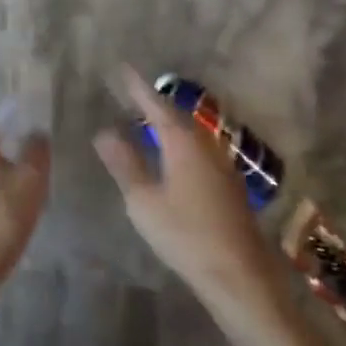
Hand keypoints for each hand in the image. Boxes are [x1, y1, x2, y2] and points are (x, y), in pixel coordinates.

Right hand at [95, 68, 280, 308]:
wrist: (240, 277)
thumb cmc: (186, 236)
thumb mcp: (144, 201)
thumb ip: (125, 164)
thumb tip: (104, 132)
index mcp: (183, 142)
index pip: (155, 104)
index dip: (137, 87)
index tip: (122, 68)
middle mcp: (205, 144)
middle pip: (176, 114)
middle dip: (153, 102)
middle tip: (130, 91)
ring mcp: (221, 163)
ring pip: (190, 131)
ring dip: (168, 121)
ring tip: (146, 118)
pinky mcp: (228, 183)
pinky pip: (198, 147)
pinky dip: (180, 140)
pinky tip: (172, 152)